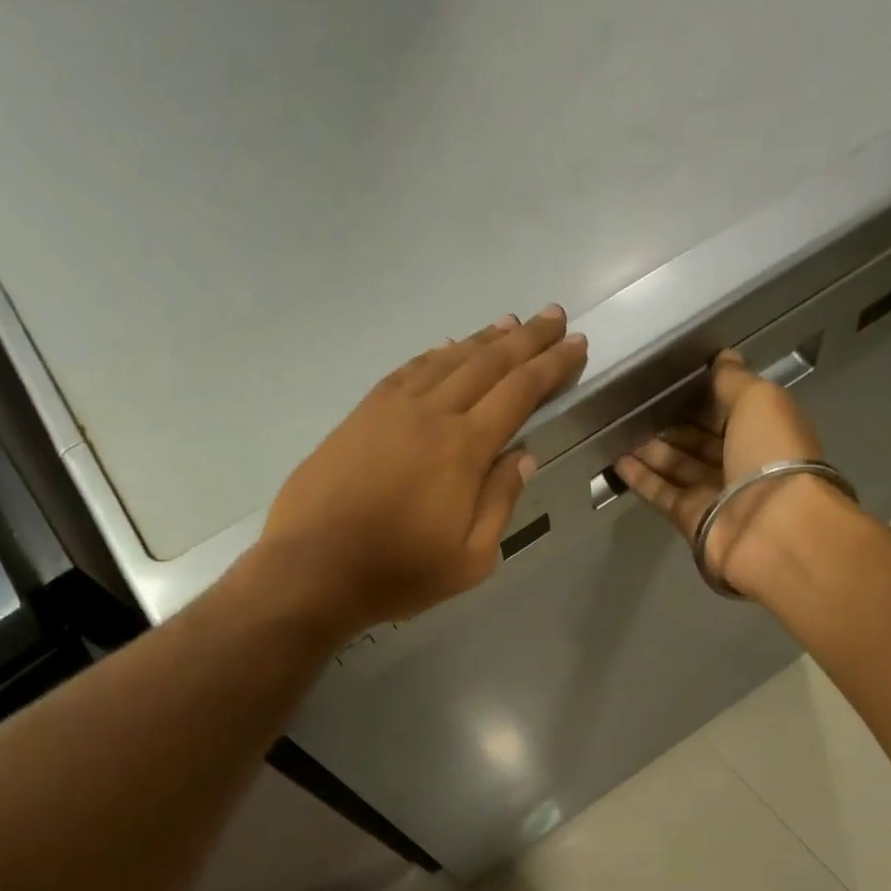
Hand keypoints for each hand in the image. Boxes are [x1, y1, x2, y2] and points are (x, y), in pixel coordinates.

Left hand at [261, 307, 587, 636]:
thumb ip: (500, 502)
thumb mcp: (470, 559)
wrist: (314, 569)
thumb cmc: (398, 574)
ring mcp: (390, 409)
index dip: (551, 366)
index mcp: (463, 450)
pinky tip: (447, 349)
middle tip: (554, 316)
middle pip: (487, 363)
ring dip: (483, 339)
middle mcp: (430, 414)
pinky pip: (408, 370)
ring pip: (446, 359)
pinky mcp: (361, 414)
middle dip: (526, 338)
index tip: (576, 345)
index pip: (519, 392)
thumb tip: (522, 456)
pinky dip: (436, 354)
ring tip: (510, 324)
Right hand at [615, 350, 847, 597]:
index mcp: (767, 433)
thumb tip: (723, 356)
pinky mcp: (692, 519)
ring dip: (652, 450)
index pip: (732, 412)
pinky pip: (663, 494)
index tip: (675, 383)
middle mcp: (743, 464)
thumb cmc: (771, 454)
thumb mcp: (759, 400)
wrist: (769, 528)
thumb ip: (734, 380)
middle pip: (703, 442)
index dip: (706, 398)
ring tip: (621, 431)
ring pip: (680, 467)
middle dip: (674, 425)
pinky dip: (642, 478)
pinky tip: (618, 461)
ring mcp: (717, 495)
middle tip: (639, 408)